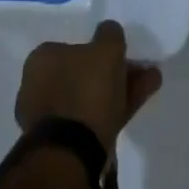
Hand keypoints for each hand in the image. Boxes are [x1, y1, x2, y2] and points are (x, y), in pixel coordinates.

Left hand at [15, 20, 162, 155]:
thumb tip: (109, 32)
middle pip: (84, 74)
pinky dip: (113, 111)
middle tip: (140, 70)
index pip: (73, 47)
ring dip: (119, 90)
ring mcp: (49, 119)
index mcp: (41, 60)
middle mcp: (38, 87)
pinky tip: (137, 106)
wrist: (72, 156)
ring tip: (150, 85)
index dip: (100, 50)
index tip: (121, 54)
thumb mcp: (106, 49)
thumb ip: (110, 34)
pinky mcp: (62, 146)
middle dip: (113, 72)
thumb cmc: (85, 90)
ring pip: (91, 97)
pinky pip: (91, 119)